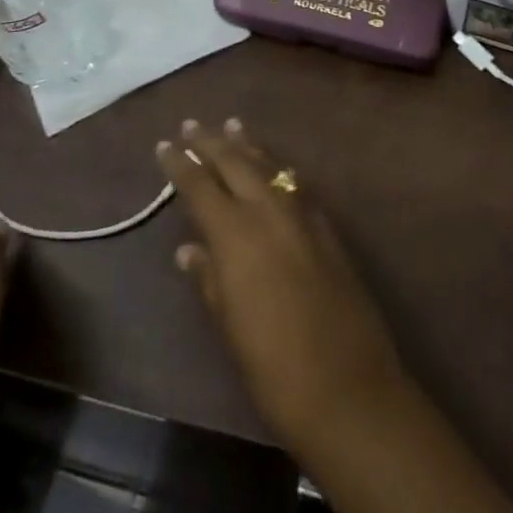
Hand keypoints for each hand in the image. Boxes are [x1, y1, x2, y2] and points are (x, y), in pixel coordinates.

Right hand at [156, 119, 408, 452]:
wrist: (348, 388)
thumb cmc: (274, 367)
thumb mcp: (229, 326)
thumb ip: (209, 278)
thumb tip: (188, 248)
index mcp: (236, 233)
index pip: (200, 186)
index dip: (180, 164)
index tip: (165, 145)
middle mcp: (268, 210)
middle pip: (235, 163)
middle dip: (211, 142)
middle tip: (192, 124)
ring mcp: (302, 214)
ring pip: (269, 165)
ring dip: (247, 145)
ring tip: (232, 125)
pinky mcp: (327, 227)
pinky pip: (295, 183)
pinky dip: (277, 167)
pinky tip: (274, 166)